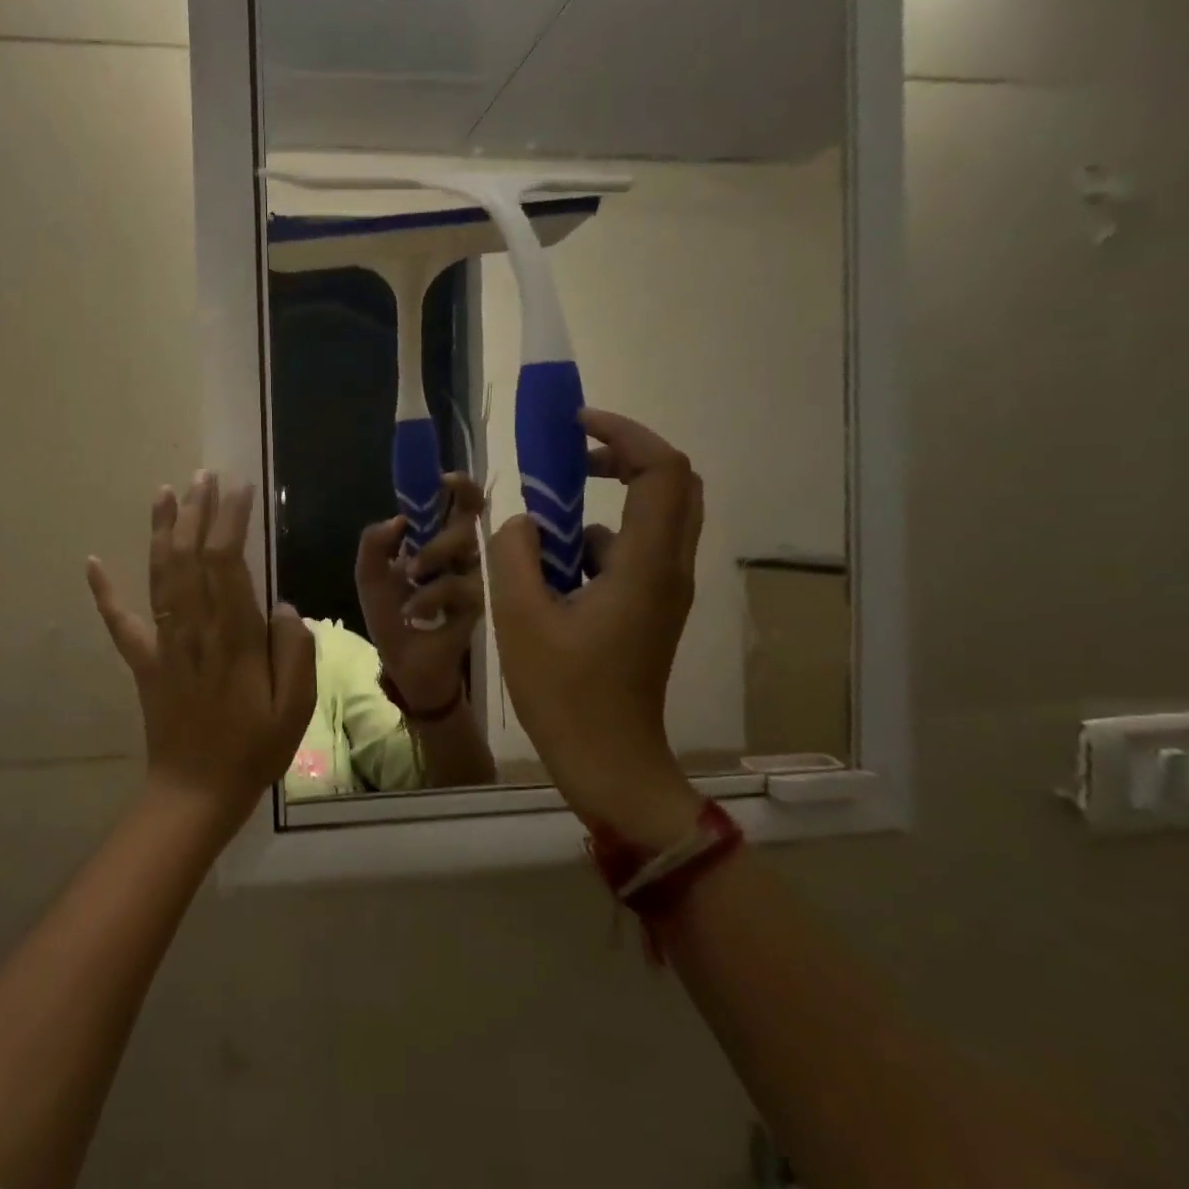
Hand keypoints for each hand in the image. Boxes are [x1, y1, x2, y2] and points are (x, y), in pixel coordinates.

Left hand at [87, 472, 317, 834]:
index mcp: (233, 638)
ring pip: (159, 576)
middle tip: (204, 475)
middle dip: (197, 512)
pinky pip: (120, 622)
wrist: (196, 791)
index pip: (227, 563)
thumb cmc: (254, 749)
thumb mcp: (295, 707)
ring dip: (161, 531)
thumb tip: (283, 606)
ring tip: (165, 492)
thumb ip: (295, 651)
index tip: (239, 488)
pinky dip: (104, 591)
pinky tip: (92, 561)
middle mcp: (194, 630)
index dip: (230, 521)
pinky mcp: (143, 662)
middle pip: (190, 558)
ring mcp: (163, 644)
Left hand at [356, 473, 485, 714]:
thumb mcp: (371, 579)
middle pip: (469, 522)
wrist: (405, 665)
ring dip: (432, 559)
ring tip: (409, 579)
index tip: (445, 479)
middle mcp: (462, 555)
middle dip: (439, 535)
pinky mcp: (483, 604)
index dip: (459, 487)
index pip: (458, 505)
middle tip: (414, 560)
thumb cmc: (391, 619)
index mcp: (436, 543)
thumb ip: (374, 545)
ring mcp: (476, 577)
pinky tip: (413, 611)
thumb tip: (398, 519)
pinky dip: (432, 596)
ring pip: (466, 549)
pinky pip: (461, 586)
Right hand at [488, 409, 703, 843]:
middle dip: (623, 457)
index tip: (574, 427)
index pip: (662, 470)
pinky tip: (549, 573)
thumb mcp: (520, 617)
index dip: (624, 434)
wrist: (607, 761)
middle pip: (672, 485)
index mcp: (646, 565)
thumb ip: (516, 554)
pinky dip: (595, 544)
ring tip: (543, 524)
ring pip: (652, 520)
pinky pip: (632, 555)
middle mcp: (668, 569)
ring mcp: (664, 592)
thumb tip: (524, 523)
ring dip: (604, 504)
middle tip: (570, 459)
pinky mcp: (651, 611)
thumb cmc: (564, 693)